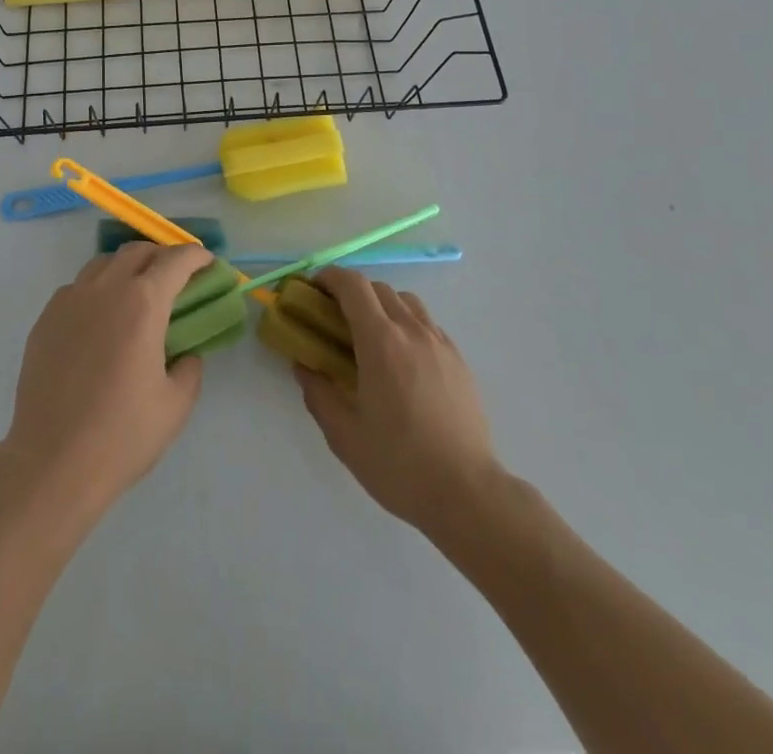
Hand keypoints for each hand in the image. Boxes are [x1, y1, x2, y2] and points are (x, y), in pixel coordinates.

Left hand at [0, 242, 210, 526]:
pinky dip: (97, 290)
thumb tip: (185, 352)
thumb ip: (189, 367)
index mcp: (143, 303)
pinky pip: (77, 288)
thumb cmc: (122, 435)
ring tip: (136, 294)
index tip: (207, 263)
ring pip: (103, 263)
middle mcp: (105, 289)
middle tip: (175, 278)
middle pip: (137, 251)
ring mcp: (70, 300)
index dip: (196, 256)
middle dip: (161, 256)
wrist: (53, 462)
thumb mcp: (176, 404)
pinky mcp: (45, 319)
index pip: (176, 260)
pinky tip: (100, 321)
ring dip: (126, 268)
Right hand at [295, 268, 501, 536]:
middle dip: (352, 292)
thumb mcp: (344, 435)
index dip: (329, 277)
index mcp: (381, 342)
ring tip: (370, 336)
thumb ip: (318, 393)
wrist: (468, 493)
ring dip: (381, 305)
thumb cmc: (400, 464)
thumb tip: (304, 365)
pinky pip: (427, 324)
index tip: (313, 289)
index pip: (353, 286)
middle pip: (379, 289)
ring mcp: (440, 343)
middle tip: (334, 317)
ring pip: (406, 302)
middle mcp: (412, 331)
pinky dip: (406, 324)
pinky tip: (401, 359)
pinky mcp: (458, 360)